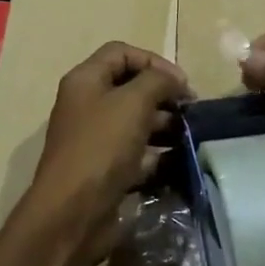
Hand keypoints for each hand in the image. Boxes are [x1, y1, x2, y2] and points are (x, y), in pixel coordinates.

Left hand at [23, 41, 190, 264]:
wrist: (73, 212)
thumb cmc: (101, 147)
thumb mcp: (133, 103)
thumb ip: (157, 81)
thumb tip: (174, 80)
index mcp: (85, 80)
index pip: (121, 53)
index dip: (153, 61)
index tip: (181, 83)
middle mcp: (87, 105)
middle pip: (130, 87)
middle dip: (163, 94)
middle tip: (191, 111)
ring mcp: (95, 138)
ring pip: (135, 121)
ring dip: (164, 124)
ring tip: (189, 135)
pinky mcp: (105, 169)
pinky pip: (135, 152)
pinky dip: (156, 153)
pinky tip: (177, 160)